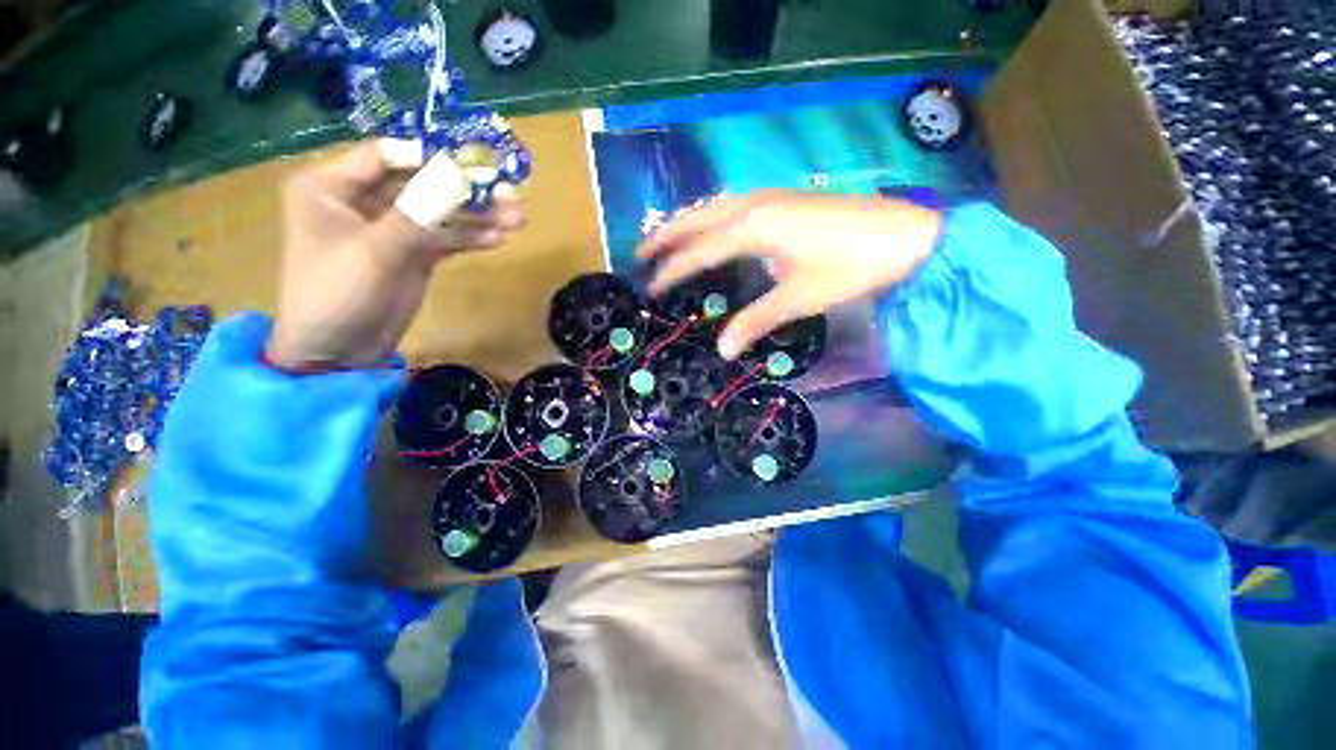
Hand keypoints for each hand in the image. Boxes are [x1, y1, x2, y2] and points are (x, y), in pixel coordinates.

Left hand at [267, 140, 524, 369]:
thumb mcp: (374, 250)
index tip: (471, 164)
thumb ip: (417, 211)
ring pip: (439, 213)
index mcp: (332, 187)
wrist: (337, 350)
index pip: (385, 156)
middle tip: (508, 192)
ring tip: (517, 217)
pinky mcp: (414, 254)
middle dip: (464, 190)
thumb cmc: (337, 293)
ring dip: (477, 216)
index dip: (428, 157)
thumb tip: (455, 174)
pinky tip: (500, 238)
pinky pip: (445, 239)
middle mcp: (362, 201)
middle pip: (420, 184)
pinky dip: (471, 238)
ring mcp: (392, 229)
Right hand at [638, 192, 941, 359]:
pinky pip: (730, 207)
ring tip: (664, 242)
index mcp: (753, 226)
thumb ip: (755, 321)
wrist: (907, 234)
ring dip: (685, 223)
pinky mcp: (782, 200)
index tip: (649, 287)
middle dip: (665, 236)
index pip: (698, 250)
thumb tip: (723, 350)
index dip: (671, 270)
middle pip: (696, 217)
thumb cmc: (851, 267)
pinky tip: (708, 232)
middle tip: (639, 254)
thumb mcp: (799, 298)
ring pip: (712, 207)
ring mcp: (768, 197)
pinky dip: (708, 220)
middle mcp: (753, 204)